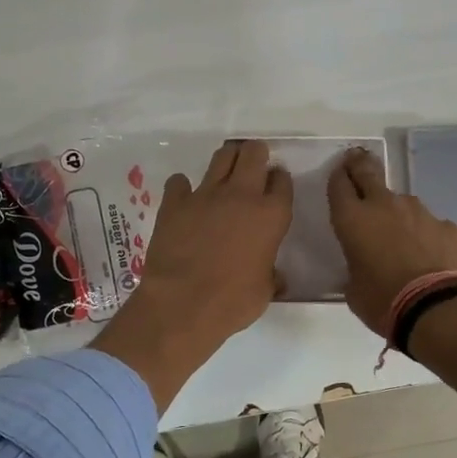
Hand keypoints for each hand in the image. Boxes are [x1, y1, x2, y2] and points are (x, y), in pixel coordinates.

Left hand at [96, 140, 293, 411]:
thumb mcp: (265, 291)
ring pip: (221, 156)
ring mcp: (206, 194)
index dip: (278, 180)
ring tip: (225, 172)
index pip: (282, 181)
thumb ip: (271, 274)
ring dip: (226, 160)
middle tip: (251, 165)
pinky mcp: (175, 202)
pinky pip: (179, 181)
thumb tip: (275, 276)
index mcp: (271, 215)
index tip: (274, 186)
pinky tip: (184, 199)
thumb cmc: (232, 303)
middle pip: (253, 153)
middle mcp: (241, 195)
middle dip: (254, 154)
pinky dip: (183, 187)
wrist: (183, 304)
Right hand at [328, 147, 456, 337]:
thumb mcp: (353, 290)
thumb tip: (364, 265)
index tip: (338, 173)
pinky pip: (430, 225)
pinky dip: (425, 234)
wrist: (438, 309)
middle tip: (356, 159)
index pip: (339, 185)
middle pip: (368, 173)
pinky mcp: (447, 226)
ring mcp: (420, 212)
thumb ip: (355, 267)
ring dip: (396, 212)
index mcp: (353, 219)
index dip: (337, 177)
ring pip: (402, 202)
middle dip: (360, 165)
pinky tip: (429, 256)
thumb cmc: (383, 302)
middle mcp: (384, 205)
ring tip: (400, 237)